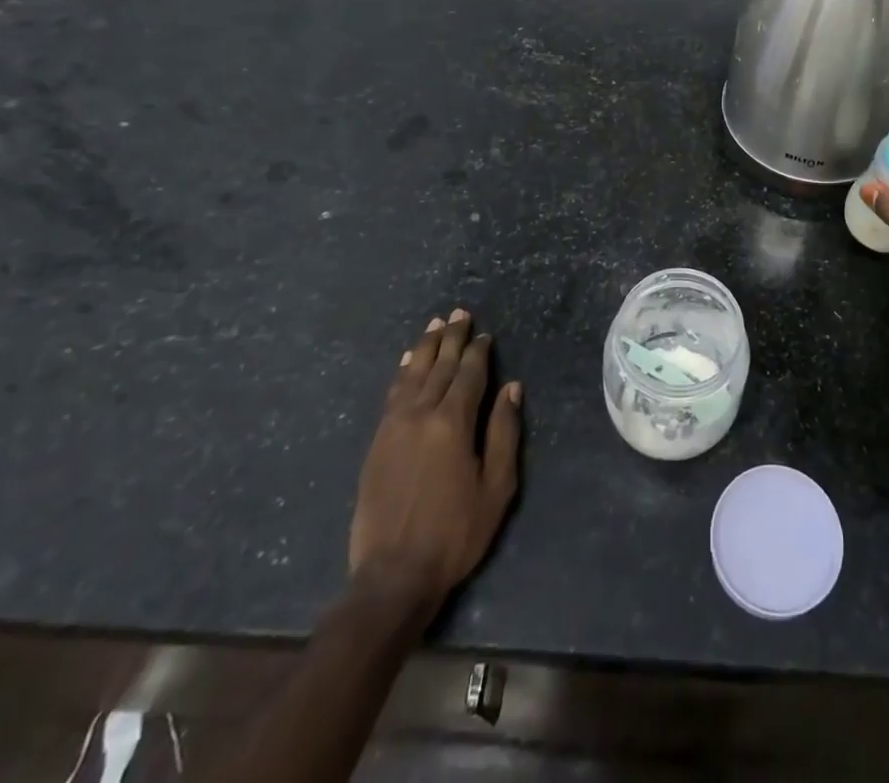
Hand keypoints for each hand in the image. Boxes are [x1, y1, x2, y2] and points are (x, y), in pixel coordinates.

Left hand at [348, 309, 522, 613]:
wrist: (393, 576)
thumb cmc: (456, 532)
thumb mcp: (496, 486)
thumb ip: (504, 432)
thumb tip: (511, 387)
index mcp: (453, 423)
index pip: (468, 374)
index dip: (479, 351)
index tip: (486, 334)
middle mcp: (420, 415)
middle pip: (439, 366)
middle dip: (452, 338)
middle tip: (459, 313)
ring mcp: (393, 427)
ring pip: (412, 374)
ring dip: (425, 347)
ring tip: (435, 325)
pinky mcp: (377, 443)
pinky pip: (392, 394)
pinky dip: (402, 372)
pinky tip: (406, 361)